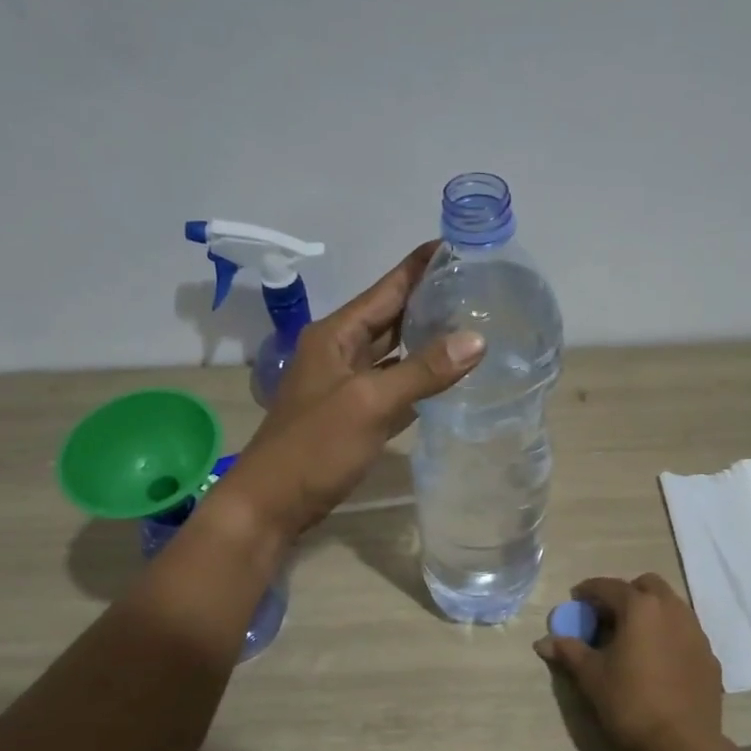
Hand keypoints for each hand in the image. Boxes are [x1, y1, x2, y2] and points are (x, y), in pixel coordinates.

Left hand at [209, 243, 483, 544]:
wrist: (271, 504)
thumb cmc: (314, 447)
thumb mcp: (369, 404)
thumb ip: (422, 371)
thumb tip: (476, 339)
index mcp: (336, 335)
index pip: (387, 288)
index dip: (420, 266)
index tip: (459, 246)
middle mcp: (340, 351)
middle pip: (391, 316)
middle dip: (430, 300)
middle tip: (479, 287)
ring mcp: (346, 385)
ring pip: (394, 351)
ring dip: (427, 338)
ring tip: (473, 324)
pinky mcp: (354, 414)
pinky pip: (393, 385)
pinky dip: (419, 377)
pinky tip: (449, 376)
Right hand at [535, 574, 728, 750]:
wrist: (685, 743)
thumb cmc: (631, 703)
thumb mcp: (592, 677)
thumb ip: (569, 652)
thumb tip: (543, 642)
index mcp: (640, 608)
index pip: (609, 586)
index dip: (589, 590)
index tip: (576, 598)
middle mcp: (672, 609)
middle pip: (647, 585)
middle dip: (626, 593)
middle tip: (609, 616)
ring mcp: (696, 631)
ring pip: (671, 605)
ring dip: (650, 611)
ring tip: (633, 637)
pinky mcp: (709, 655)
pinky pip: (685, 632)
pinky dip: (668, 634)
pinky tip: (658, 660)